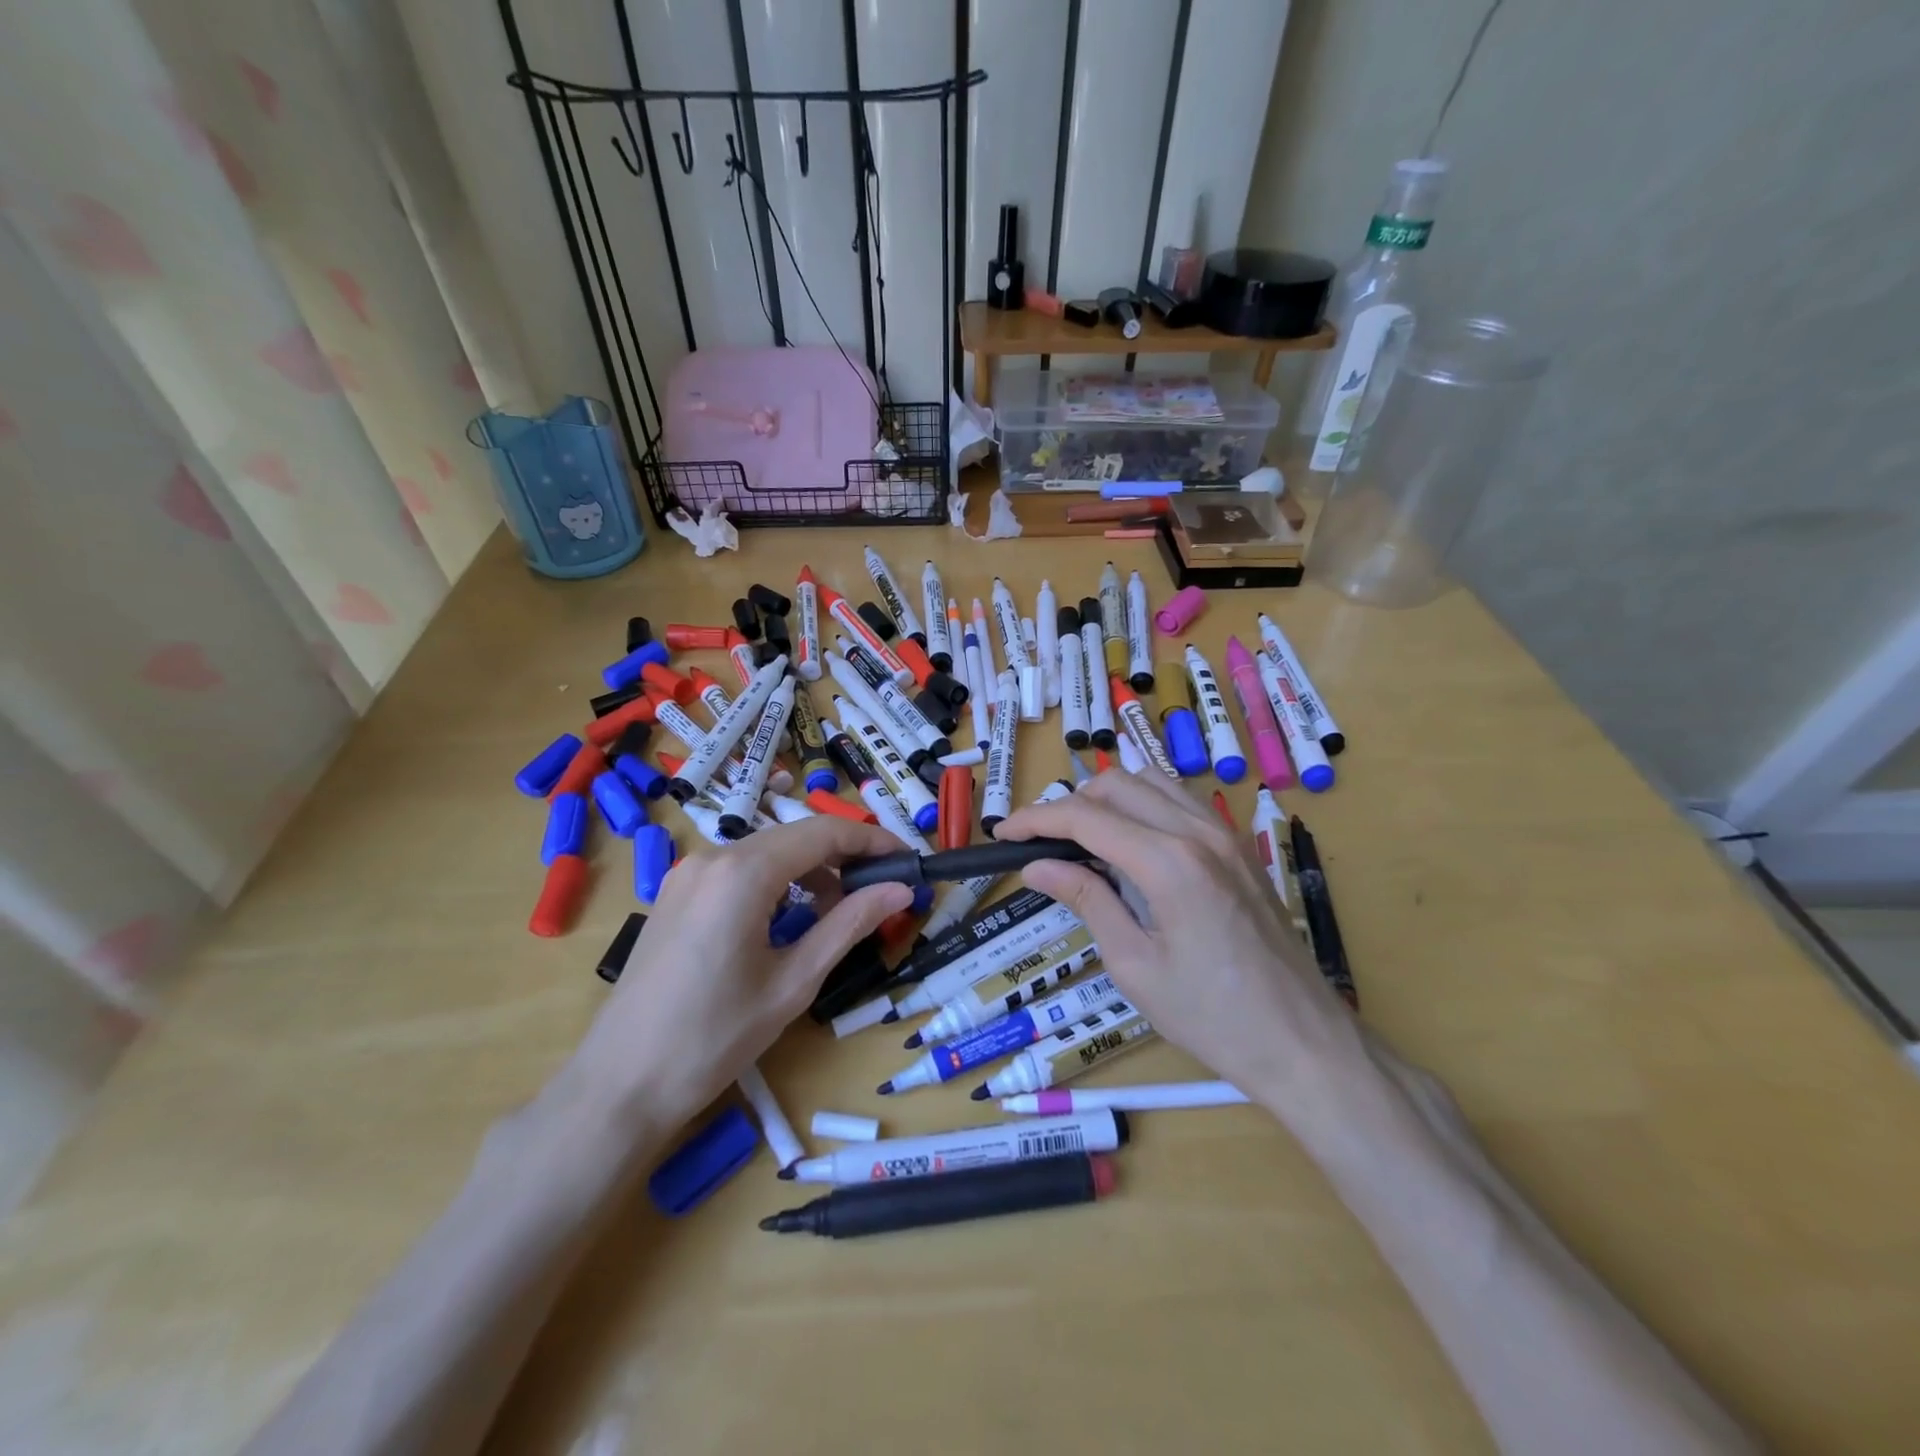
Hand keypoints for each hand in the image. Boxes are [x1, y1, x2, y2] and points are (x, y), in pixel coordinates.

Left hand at [565, 817, 911, 1134]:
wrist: (619, 1085)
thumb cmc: (715, 1038)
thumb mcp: (794, 981)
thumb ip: (849, 925)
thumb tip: (901, 889)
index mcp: (742, 873)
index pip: (823, 834)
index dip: (872, 841)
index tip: (908, 859)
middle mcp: (712, 857)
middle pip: (794, 838)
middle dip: (844, 857)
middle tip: (884, 888)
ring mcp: (687, 874)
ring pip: (766, 854)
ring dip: (810, 872)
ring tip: (842, 911)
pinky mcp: (675, 895)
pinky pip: (738, 873)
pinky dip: (776, 884)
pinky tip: (791, 919)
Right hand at [993, 770, 1364, 1132]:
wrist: (1302, 1040)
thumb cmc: (1210, 1016)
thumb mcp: (1134, 964)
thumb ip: (1087, 900)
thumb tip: (1036, 867)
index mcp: (1169, 863)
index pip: (1085, 817)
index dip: (1035, 819)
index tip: (1002, 835)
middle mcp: (1198, 831)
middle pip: (1116, 785)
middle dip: (1068, 805)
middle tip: (1041, 845)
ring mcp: (1225, 833)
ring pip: (1151, 782)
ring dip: (1107, 799)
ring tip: (1081, 840)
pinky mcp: (1239, 846)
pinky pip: (1180, 801)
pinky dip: (1143, 806)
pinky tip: (1131, 843)